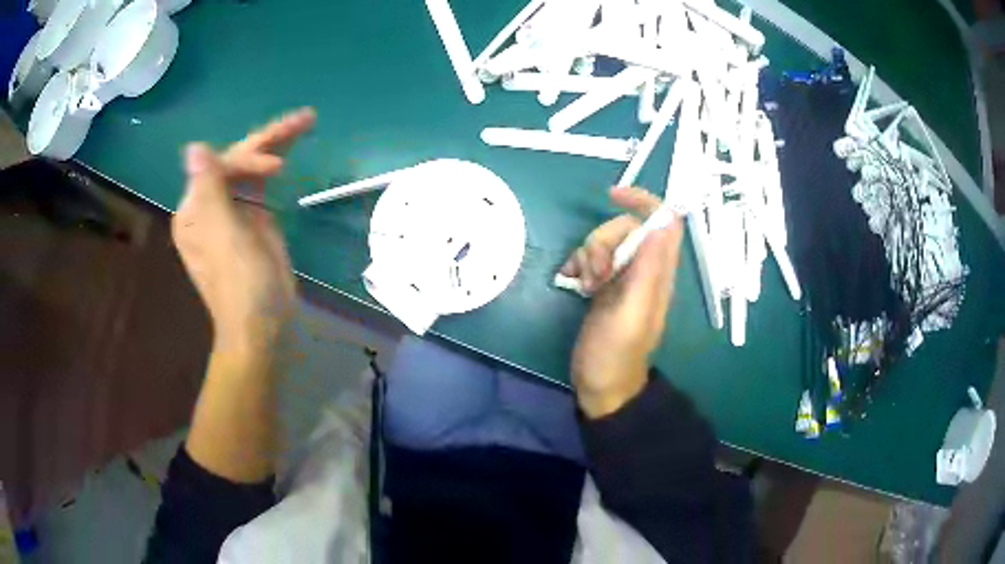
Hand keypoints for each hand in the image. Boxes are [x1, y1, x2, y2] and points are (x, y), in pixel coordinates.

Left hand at [172, 108, 315, 352]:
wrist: (262, 324)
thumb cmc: (241, 286)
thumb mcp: (224, 238)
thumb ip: (209, 190)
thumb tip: (194, 147)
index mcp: (196, 210)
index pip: (222, 165)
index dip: (249, 158)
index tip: (279, 166)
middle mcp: (210, 204)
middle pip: (239, 160)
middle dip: (269, 139)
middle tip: (305, 118)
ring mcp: (233, 209)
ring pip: (252, 166)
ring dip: (277, 143)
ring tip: (307, 121)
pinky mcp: (253, 217)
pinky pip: (262, 182)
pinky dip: (277, 163)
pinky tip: (290, 150)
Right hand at [562, 186, 684, 417]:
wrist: (602, 384)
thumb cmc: (616, 354)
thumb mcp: (633, 313)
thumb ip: (648, 270)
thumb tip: (660, 223)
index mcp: (659, 271)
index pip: (664, 220)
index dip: (643, 200)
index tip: (612, 196)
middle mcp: (645, 268)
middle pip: (626, 227)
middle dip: (603, 240)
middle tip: (595, 274)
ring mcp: (624, 276)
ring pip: (605, 242)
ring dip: (588, 255)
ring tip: (585, 285)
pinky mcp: (605, 285)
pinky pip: (590, 257)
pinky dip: (578, 263)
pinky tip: (572, 282)